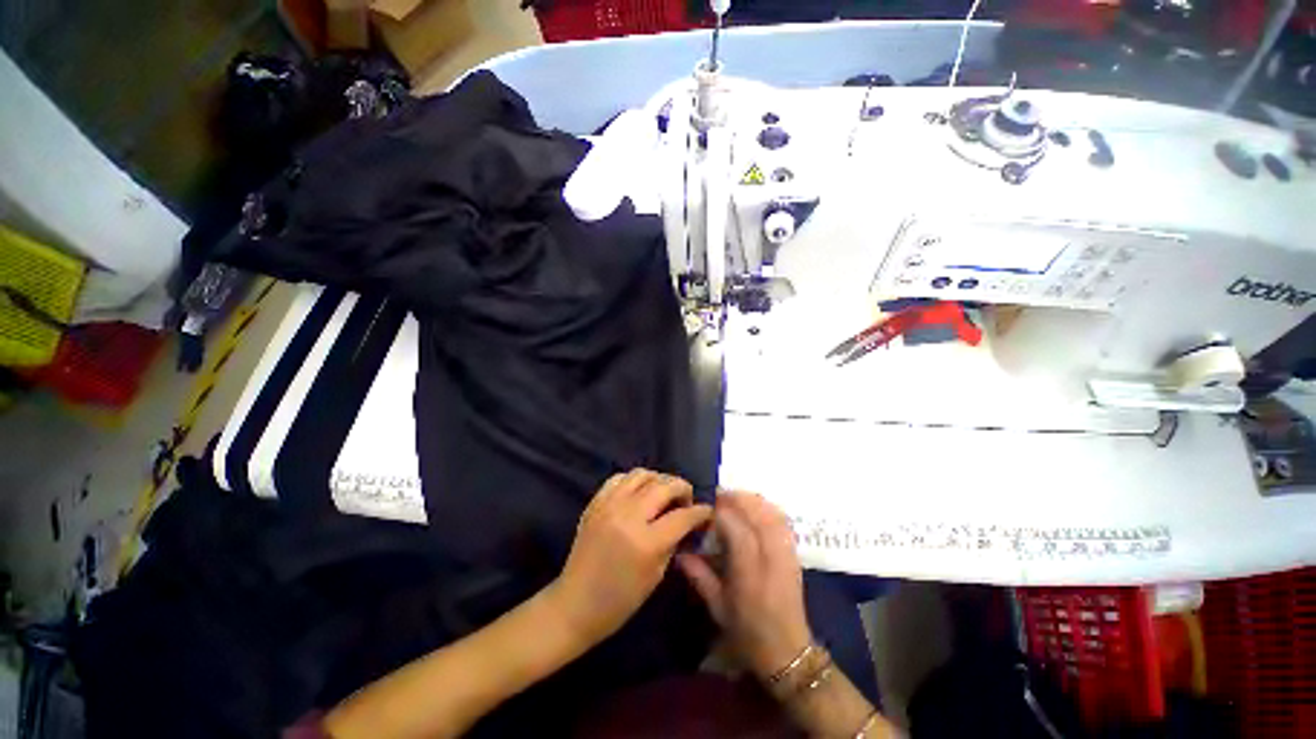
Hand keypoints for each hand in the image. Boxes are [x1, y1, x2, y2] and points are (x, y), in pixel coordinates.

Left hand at [549, 469, 712, 647]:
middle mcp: (628, 516)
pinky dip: (634, 480)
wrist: (574, 604)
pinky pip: (619, 478)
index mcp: (646, 542)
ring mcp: (608, 505)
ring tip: (664, 493)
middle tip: (687, 500)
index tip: (707, 512)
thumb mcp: (656, 576)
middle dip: (683, 488)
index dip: (700, 512)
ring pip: (641, 474)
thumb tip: (686, 523)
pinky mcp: (595, 503)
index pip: (682, 516)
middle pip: (664, 486)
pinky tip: (639, 492)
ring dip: (659, 480)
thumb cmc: (619, 601)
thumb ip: (672, 542)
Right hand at [676, 492, 812, 680]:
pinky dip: (769, 508)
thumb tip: (680, 551)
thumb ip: (699, 576)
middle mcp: (771, 560)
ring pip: (773, 515)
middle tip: (721, 494)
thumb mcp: (718, 607)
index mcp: (750, 575)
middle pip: (758, 517)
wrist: (787, 651)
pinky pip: (783, 522)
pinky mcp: (795, 555)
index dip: (722, 513)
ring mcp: (787, 555)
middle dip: (739, 500)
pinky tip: (757, 507)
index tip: (708, 506)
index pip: (738, 531)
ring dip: (754, 501)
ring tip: (737, 497)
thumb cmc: (747, 632)